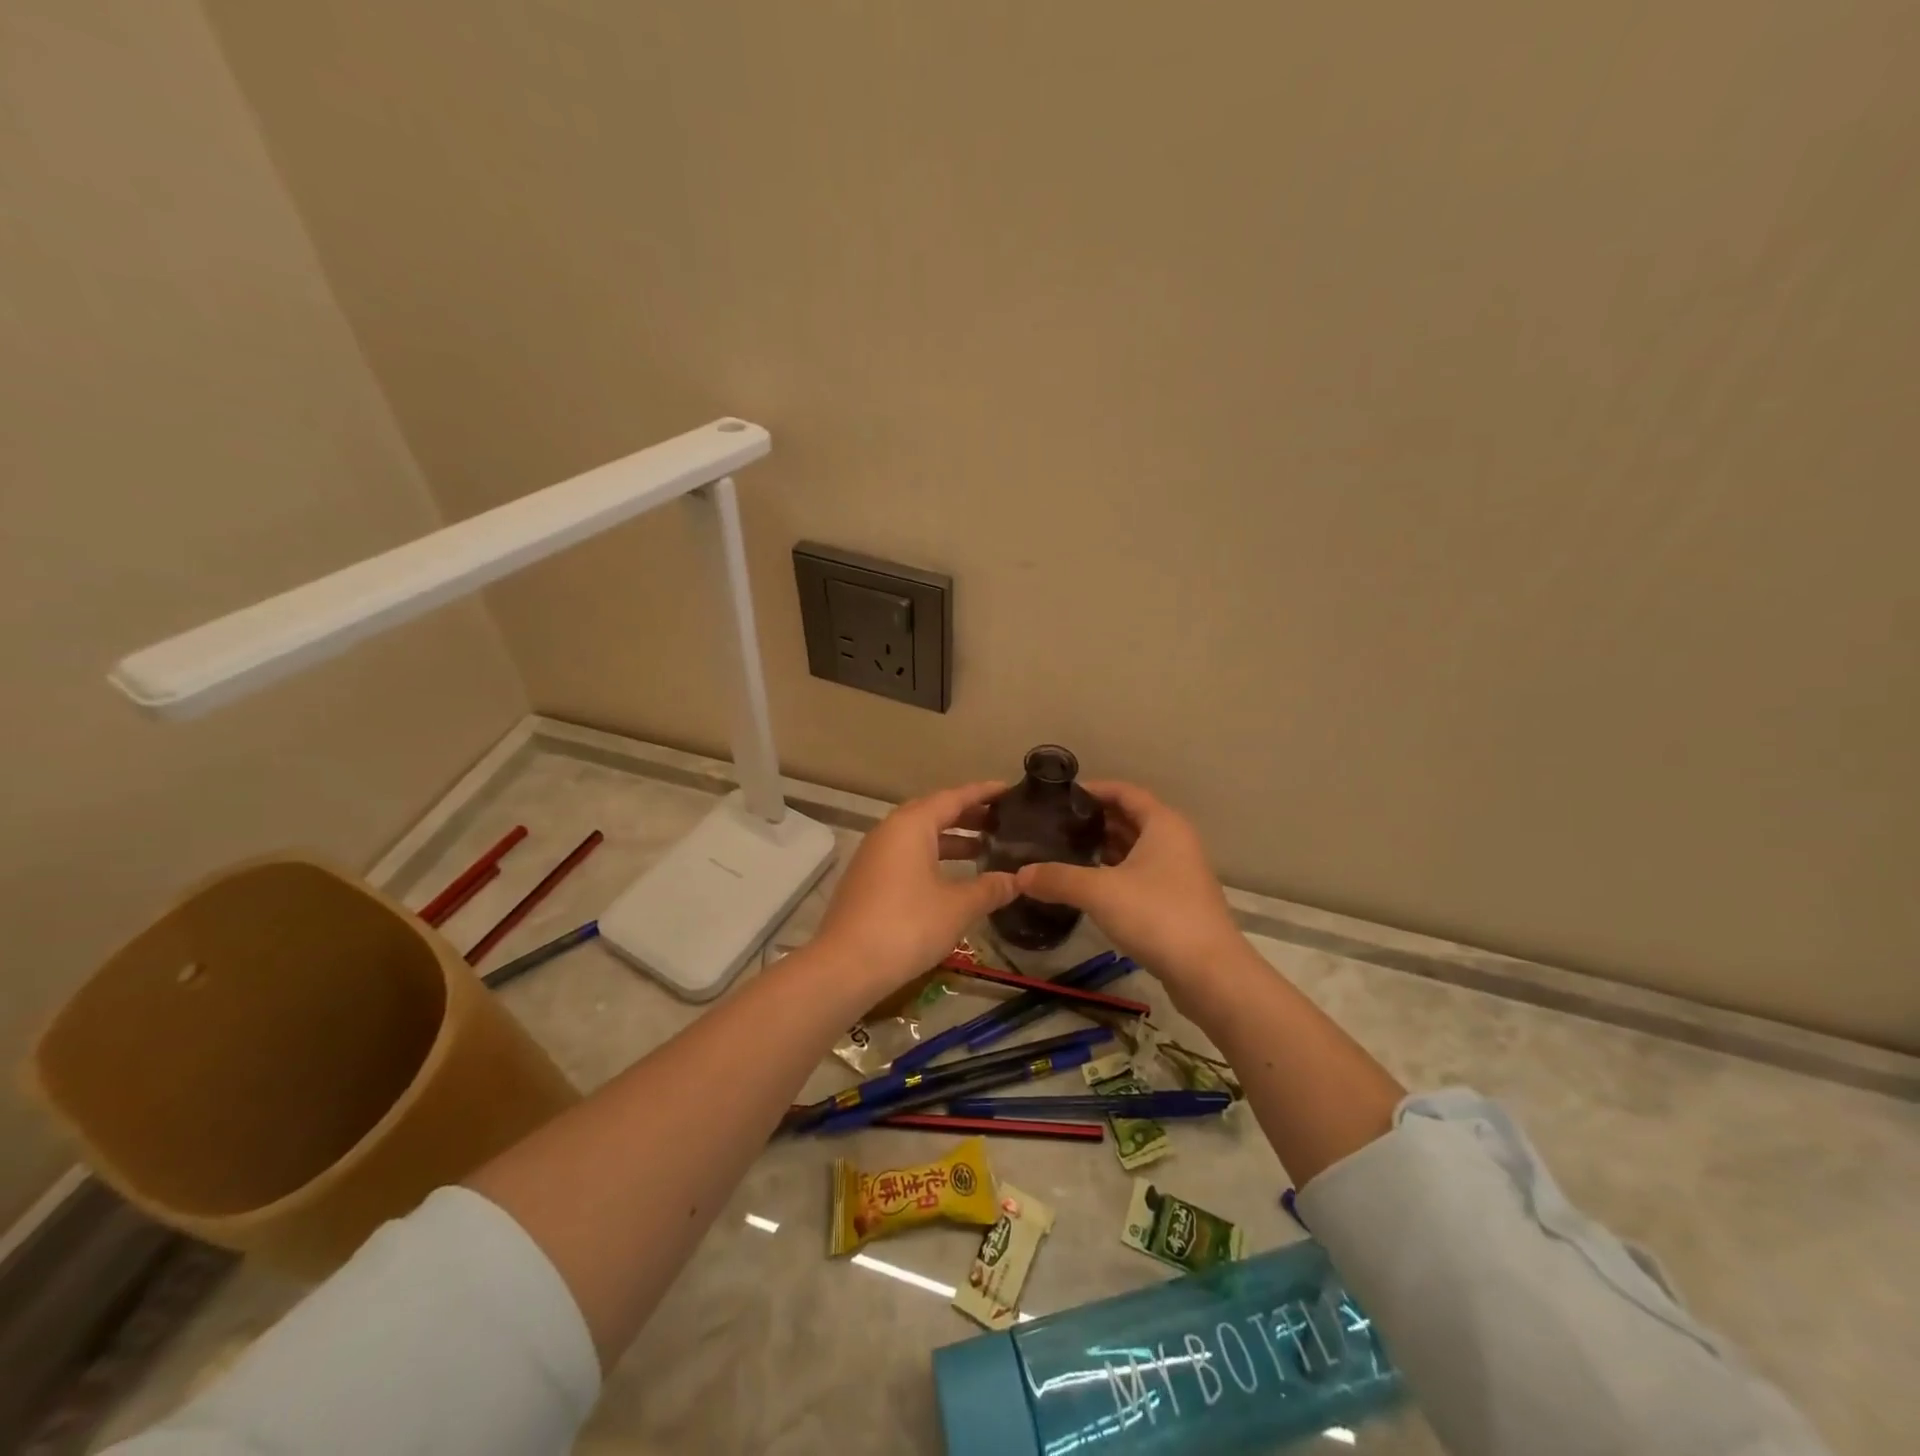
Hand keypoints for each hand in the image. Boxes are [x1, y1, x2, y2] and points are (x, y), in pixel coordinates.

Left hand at [815, 781, 1018, 993]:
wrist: (845, 966)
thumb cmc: (907, 925)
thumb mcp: (958, 907)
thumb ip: (990, 889)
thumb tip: (1017, 880)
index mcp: (912, 825)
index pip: (953, 797)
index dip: (983, 793)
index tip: (1009, 789)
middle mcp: (890, 831)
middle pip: (934, 812)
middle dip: (968, 816)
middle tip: (1001, 821)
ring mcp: (874, 855)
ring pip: (919, 836)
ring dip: (951, 840)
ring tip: (984, 850)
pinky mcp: (867, 879)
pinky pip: (906, 855)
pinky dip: (933, 858)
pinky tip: (951, 878)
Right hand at [1015, 781, 1244, 1001]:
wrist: (1209, 973)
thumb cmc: (1157, 916)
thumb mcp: (1099, 892)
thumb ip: (1057, 879)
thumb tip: (1019, 875)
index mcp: (1163, 824)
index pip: (1124, 792)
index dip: (1093, 790)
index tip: (1059, 797)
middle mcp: (1174, 841)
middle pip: (1130, 819)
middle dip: (1094, 821)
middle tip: (1054, 826)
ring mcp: (1178, 872)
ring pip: (1135, 849)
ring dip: (1103, 848)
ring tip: (1064, 852)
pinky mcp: (1176, 901)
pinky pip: (1139, 874)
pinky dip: (1114, 873)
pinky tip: (1087, 885)